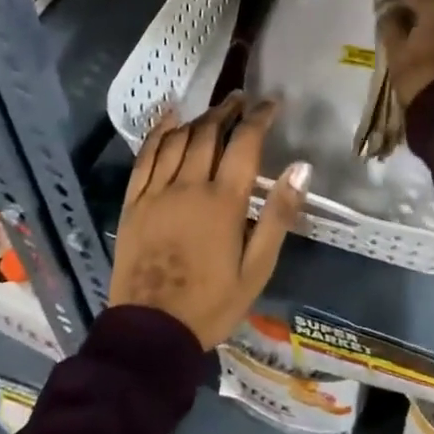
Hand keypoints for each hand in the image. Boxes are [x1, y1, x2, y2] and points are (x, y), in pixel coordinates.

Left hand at [110, 94, 308, 349]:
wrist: (151, 334)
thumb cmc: (212, 304)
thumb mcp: (257, 268)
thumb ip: (279, 215)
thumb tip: (301, 168)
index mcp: (223, 202)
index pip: (244, 142)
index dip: (259, 117)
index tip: (272, 103)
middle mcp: (188, 186)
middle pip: (208, 133)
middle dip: (228, 111)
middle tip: (241, 100)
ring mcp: (156, 192)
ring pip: (177, 140)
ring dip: (198, 119)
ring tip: (214, 111)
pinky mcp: (133, 203)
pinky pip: (145, 157)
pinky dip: (158, 132)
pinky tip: (169, 118)